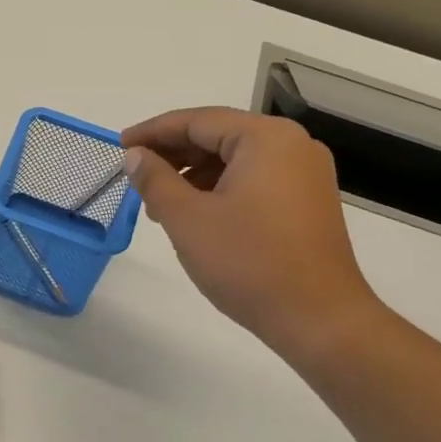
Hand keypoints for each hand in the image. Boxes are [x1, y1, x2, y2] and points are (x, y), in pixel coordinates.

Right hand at [121, 108, 386, 362]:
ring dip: (194, 175)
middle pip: (219, 136)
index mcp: (266, 138)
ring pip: (235, 160)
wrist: (320, 321)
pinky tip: (196, 215)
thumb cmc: (249, 263)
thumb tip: (135, 156)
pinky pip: (255, 180)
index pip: (197, 120)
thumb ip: (155, 179)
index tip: (120, 145)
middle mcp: (292, 145)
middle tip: (136, 176)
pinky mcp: (308, 202)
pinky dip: (221, 190)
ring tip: (160, 205)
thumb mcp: (188, 218)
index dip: (153, 132)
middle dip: (174, 155)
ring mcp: (305, 174)